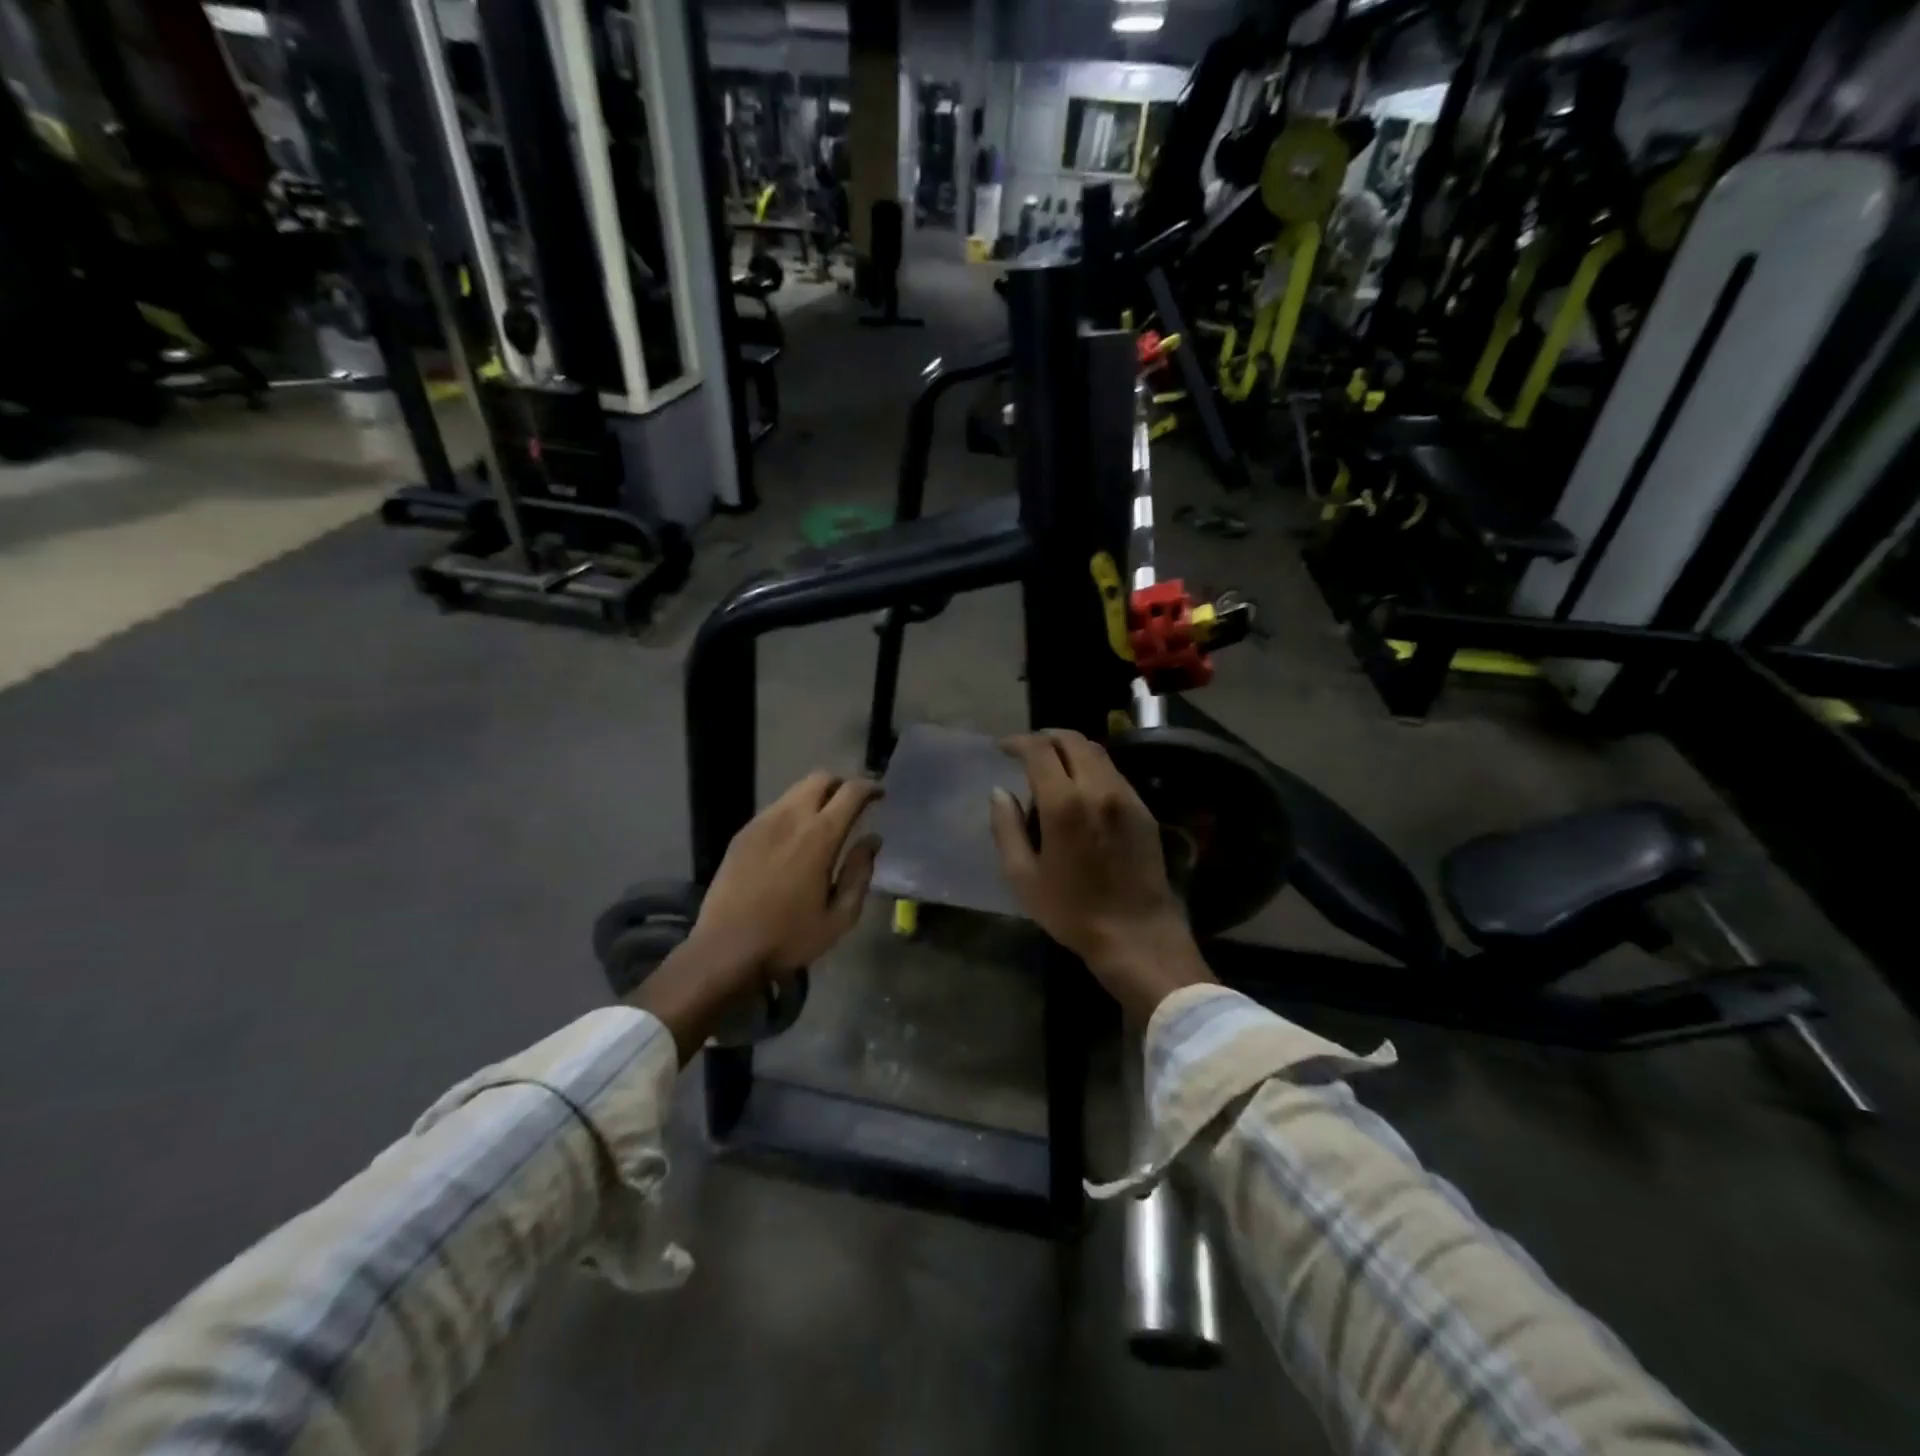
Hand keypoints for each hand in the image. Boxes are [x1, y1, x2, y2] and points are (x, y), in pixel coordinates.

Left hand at [631, 772, 879, 1058]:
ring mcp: (762, 822)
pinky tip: (794, 839)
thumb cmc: (789, 937)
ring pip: (795, 791)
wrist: (725, 949)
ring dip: (816, 797)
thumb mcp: (840, 917)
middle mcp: (790, 817)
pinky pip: (775, 809)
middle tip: (852, 805)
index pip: (850, 792)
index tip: (880, 794)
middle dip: (841, 784)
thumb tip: (871, 841)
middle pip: (820, 778)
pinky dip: (793, 812)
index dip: (869, 787)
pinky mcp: (742, 834)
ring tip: (824, 822)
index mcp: (820, 836)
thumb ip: (860, 873)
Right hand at [989, 730, 1212, 1022]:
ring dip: (1069, 749)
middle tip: (1026, 751)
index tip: (1002, 748)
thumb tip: (999, 793)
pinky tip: (1080, 788)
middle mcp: (1098, 788)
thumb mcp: (1023, 877)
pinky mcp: (1142, 808)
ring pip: (1096, 752)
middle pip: (1072, 740)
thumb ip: (1006, 828)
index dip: (1017, 742)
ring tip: (1051, 765)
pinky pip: (1112, 772)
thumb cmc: (1072, 911)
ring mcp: (1126, 795)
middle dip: (1045, 738)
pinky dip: (1090, 766)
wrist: (1136, 934)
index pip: (1039, 750)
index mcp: (1065, 803)